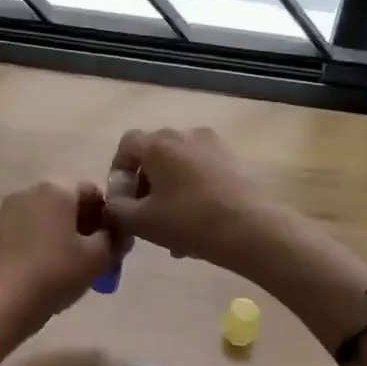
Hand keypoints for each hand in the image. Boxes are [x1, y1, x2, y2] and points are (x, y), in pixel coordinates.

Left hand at [0, 180, 117, 338]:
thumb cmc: (55, 273)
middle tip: (95, 258)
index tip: (113, 245)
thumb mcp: (98, 257)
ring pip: (49, 218)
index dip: (108, 218)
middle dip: (86, 227)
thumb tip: (118, 233)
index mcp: (57, 189)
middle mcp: (31, 191)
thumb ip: (115, 238)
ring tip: (72, 267)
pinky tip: (48, 270)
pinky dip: (44, 243)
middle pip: (69, 204)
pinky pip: (31, 230)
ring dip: (65, 236)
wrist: (3, 304)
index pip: (94, 193)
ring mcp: (10, 211)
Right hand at [106, 127, 289, 276]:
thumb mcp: (141, 221)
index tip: (122, 199)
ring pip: (179, 167)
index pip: (127, 144)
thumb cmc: (189, 221)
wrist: (251, 228)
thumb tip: (115, 200)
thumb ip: (117, 208)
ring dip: (169, 192)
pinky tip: (196, 225)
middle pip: (154, 155)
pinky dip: (192, 191)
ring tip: (172, 230)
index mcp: (159, 144)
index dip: (119, 170)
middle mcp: (185, 135)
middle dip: (145, 185)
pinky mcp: (233, 160)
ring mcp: (213, 145)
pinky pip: (201, 172)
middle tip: (145, 216)